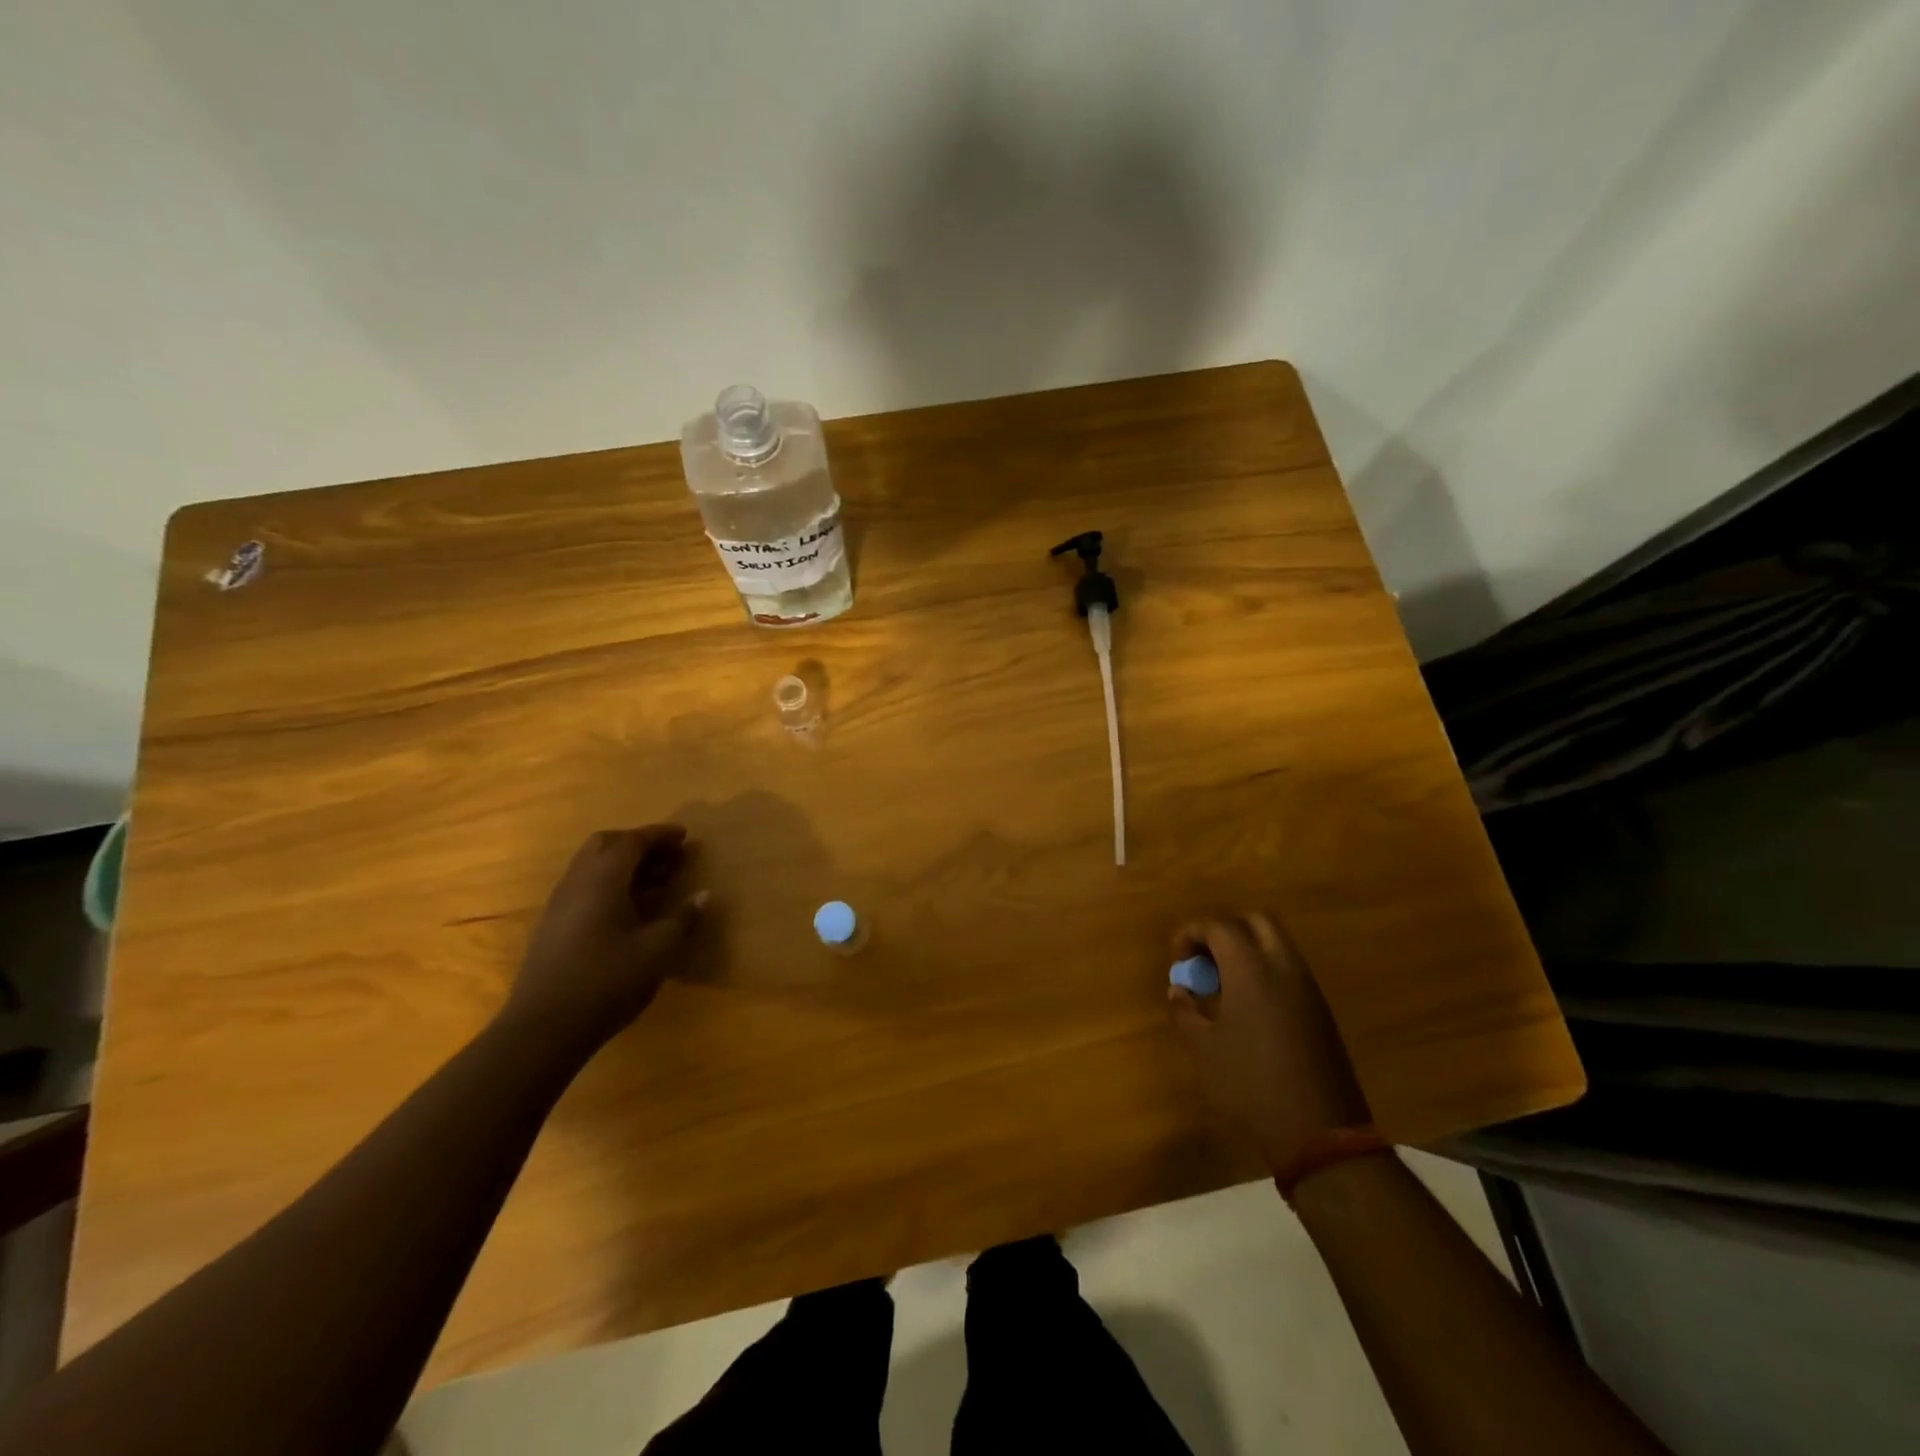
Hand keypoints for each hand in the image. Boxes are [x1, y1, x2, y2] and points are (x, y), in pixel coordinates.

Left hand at [503, 826, 706, 1044]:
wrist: (543, 1029)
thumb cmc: (607, 981)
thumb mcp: (658, 951)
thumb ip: (683, 919)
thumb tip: (704, 895)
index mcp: (603, 880)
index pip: (632, 841)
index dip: (660, 835)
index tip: (685, 836)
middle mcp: (577, 882)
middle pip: (606, 845)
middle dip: (638, 844)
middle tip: (669, 858)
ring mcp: (560, 905)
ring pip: (592, 866)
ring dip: (624, 865)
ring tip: (657, 883)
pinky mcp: (553, 926)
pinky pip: (584, 887)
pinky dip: (610, 884)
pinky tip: (630, 910)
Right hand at [1168, 914, 1369, 1170]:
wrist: (1319, 1132)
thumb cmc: (1250, 1084)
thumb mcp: (1204, 1049)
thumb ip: (1186, 1011)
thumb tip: (1179, 990)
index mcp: (1251, 969)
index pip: (1219, 926)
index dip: (1192, 934)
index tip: (1178, 959)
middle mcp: (1283, 967)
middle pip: (1256, 922)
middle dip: (1226, 931)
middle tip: (1205, 960)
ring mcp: (1308, 988)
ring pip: (1277, 944)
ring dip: (1249, 950)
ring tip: (1224, 984)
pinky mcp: (1321, 1010)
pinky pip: (1290, 970)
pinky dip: (1267, 971)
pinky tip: (1250, 1006)